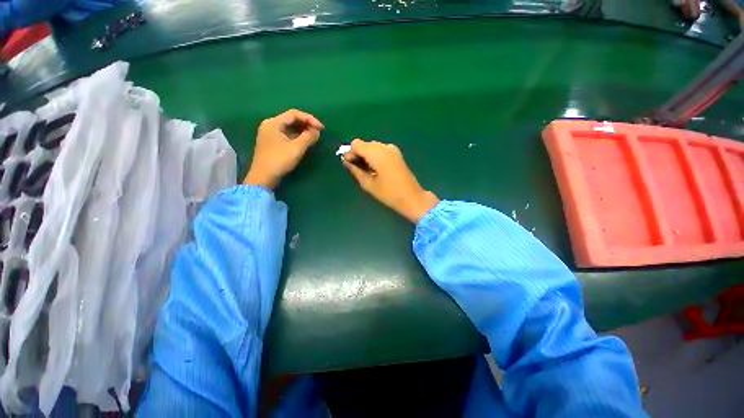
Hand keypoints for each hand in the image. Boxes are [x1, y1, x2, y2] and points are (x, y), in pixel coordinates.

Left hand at [244, 109, 323, 188]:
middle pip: (291, 120)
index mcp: (273, 123)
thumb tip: (317, 131)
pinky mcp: (272, 143)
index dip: (310, 119)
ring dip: (303, 131)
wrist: (264, 177)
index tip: (322, 128)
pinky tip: (305, 142)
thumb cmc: (279, 160)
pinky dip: (297, 137)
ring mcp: (270, 134)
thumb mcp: (296, 148)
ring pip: (290, 128)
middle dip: (306, 124)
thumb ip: (308, 137)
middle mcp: (270, 125)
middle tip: (319, 132)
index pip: (294, 114)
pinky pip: (287, 135)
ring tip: (314, 137)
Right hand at [342, 139, 438, 222]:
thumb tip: (346, 161)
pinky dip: (375, 156)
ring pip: (373, 146)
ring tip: (367, 170)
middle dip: (358, 153)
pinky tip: (376, 168)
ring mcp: (393, 149)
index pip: (356, 144)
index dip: (350, 152)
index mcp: (377, 153)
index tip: (348, 164)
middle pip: (365, 144)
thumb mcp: (368, 184)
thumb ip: (355, 170)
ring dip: (366, 155)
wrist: (412, 197)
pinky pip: (381, 150)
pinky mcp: (397, 154)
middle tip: (356, 168)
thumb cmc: (389, 193)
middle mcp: (385, 147)